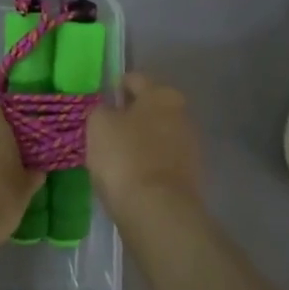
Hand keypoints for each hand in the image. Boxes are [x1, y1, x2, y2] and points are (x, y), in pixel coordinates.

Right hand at [85, 74, 203, 221]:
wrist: (157, 210)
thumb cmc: (124, 156)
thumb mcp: (98, 124)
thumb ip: (101, 110)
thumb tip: (109, 111)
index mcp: (162, 94)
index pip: (135, 79)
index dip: (117, 86)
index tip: (103, 98)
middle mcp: (182, 114)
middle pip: (151, 107)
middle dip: (131, 114)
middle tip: (107, 127)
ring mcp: (190, 146)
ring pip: (158, 135)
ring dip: (140, 140)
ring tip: (116, 154)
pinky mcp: (190, 176)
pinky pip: (162, 160)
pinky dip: (147, 163)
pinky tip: (130, 174)